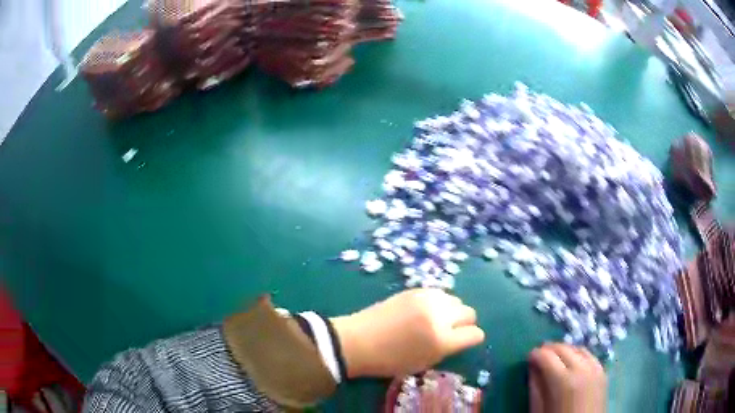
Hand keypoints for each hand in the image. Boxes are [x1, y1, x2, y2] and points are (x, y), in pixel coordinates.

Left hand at [331, 288, 484, 377]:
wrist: (358, 341)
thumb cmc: (389, 361)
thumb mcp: (423, 363)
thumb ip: (447, 349)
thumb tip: (461, 337)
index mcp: (442, 340)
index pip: (475, 334)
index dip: (472, 338)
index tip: (465, 341)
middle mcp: (439, 316)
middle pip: (469, 313)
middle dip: (464, 323)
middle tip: (451, 331)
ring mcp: (427, 299)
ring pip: (456, 300)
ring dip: (451, 311)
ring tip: (436, 320)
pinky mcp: (415, 289)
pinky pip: (439, 293)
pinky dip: (438, 303)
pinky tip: (425, 311)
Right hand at [528, 343, 606, 412]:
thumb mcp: (539, 410)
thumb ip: (535, 388)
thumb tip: (532, 368)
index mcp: (563, 381)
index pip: (547, 356)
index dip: (536, 354)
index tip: (529, 357)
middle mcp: (582, 369)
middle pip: (564, 348)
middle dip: (549, 349)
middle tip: (539, 354)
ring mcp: (595, 368)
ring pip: (578, 349)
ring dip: (565, 350)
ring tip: (555, 357)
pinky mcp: (603, 372)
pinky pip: (589, 356)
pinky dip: (578, 354)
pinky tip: (572, 362)